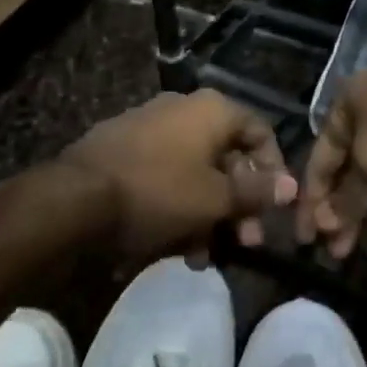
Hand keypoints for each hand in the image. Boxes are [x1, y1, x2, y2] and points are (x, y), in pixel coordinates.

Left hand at [62, 90, 297, 263]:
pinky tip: (176, 249)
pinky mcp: (122, 152)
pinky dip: (178, 209)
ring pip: (195, 174)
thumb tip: (293, 187)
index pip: (260, 132)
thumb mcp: (216, 199)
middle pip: (227, 158)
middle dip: (239, 205)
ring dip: (208, 216)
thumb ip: (257, 193)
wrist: (73, 201)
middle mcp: (182, 110)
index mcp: (211, 110)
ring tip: (205, 256)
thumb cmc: (159, 192)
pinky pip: (164, 178)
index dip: (274, 170)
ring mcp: (148, 129)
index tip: (275, 207)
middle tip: (245, 242)